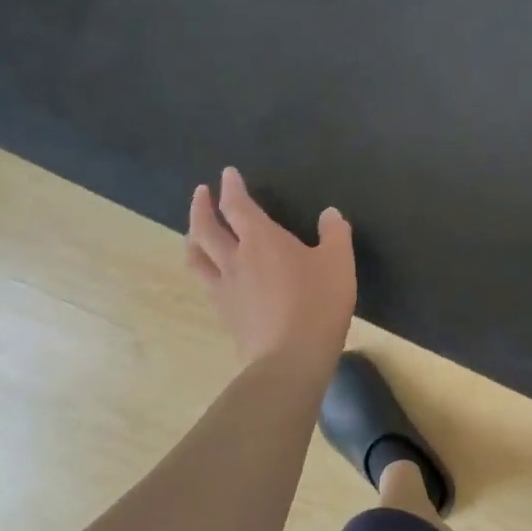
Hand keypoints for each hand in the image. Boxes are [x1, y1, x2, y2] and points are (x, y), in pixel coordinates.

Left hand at [185, 168, 355, 364]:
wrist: (291, 356)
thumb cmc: (318, 302)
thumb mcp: (338, 262)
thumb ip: (335, 233)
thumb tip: (329, 213)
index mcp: (262, 240)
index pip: (238, 206)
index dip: (231, 188)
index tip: (227, 174)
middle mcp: (235, 258)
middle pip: (206, 228)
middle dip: (201, 207)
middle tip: (201, 193)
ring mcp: (224, 288)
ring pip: (196, 256)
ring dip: (193, 237)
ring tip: (195, 231)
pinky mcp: (224, 313)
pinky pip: (205, 282)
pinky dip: (203, 268)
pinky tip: (211, 273)